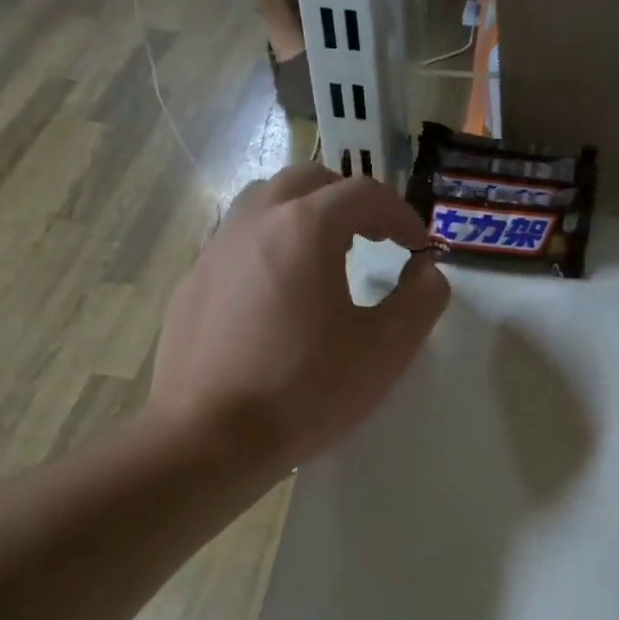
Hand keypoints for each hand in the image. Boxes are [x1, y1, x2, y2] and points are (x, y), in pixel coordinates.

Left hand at [149, 163, 448, 473]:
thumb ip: (421, 300)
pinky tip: (278, 298)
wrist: (211, 438)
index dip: (401, 216)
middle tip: (375, 240)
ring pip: (265, 204)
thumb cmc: (307, 390)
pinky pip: (238, 243)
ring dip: (305, 216)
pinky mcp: (192, 283)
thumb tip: (426, 272)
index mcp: (306, 227)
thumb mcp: (386, 349)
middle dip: (350, 202)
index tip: (418, 249)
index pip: (364, 193)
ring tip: (326, 258)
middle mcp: (255, 221)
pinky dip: (270, 248)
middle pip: (310, 182)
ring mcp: (215, 249)